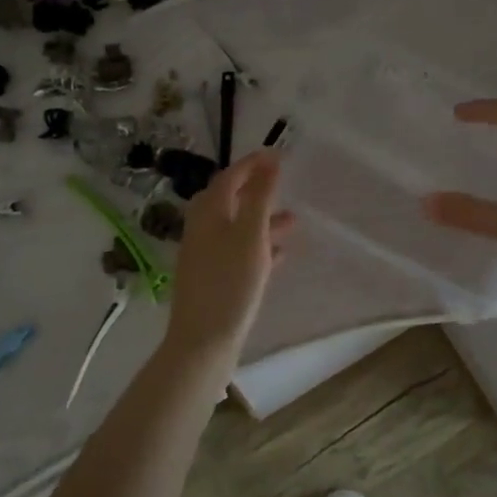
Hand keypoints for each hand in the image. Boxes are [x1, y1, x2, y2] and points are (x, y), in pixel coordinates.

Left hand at [161, 152, 293, 367]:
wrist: (203, 342)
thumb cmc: (230, 283)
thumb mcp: (251, 235)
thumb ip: (260, 196)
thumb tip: (269, 159)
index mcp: (208, 213)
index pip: (229, 177)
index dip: (252, 164)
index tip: (277, 154)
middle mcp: (202, 229)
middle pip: (229, 200)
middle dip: (257, 191)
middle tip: (282, 185)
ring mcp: (205, 255)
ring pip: (236, 228)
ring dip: (262, 221)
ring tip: (294, 224)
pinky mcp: (212, 279)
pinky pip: (237, 252)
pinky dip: (258, 247)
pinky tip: (280, 257)